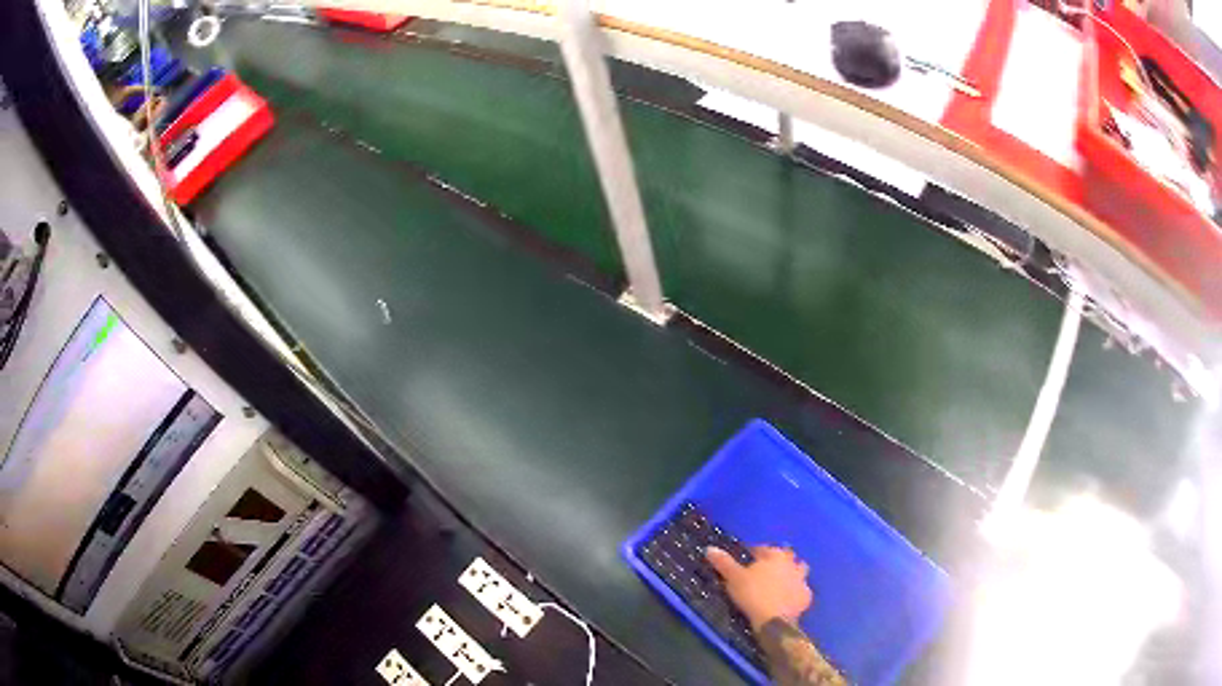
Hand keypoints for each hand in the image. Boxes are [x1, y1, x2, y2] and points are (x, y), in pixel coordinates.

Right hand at [706, 545, 812, 630]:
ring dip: (792, 574)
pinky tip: (788, 599)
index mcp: (775, 555)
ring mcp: (802, 580)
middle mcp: (792, 564)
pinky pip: (802, 590)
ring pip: (800, 571)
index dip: (755, 553)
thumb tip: (710, 548)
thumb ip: (723, 563)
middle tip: (765, 570)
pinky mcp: (806, 596)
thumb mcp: (733, 578)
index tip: (747, 559)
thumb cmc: (752, 594)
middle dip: (778, 560)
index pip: (764, 548)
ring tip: (780, 583)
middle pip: (787, 556)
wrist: (774, 619)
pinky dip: (796, 593)